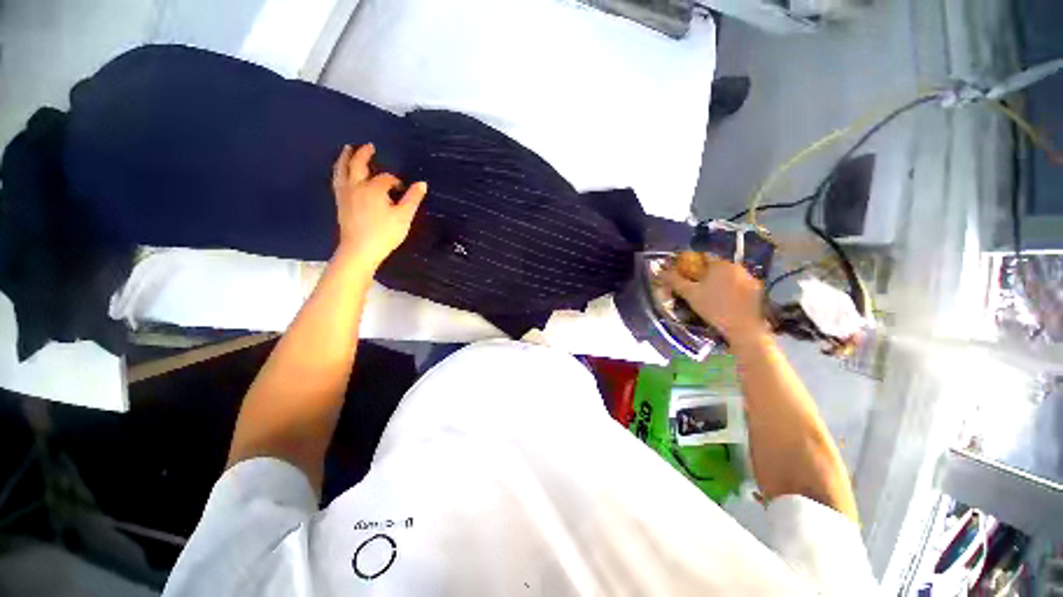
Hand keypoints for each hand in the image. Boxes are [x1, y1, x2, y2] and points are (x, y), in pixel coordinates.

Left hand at [331, 144, 425, 268]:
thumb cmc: (384, 234)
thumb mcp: (404, 217)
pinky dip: (339, 172)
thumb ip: (412, 199)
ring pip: (342, 170)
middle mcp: (356, 186)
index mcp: (374, 189)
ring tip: (347, 149)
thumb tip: (422, 184)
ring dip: (345, 158)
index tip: (403, 189)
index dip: (396, 181)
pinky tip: (341, 173)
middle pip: (357, 165)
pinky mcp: (340, 203)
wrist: (359, 250)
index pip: (386, 178)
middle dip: (363, 154)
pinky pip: (337, 181)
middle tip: (369, 146)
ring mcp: (345, 194)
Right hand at [662, 255, 769, 344]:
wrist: (743, 327)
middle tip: (695, 285)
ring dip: (718, 280)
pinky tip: (725, 300)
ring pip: (728, 274)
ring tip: (710, 294)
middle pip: (716, 266)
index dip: (692, 263)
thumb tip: (660, 272)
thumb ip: (675, 280)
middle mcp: (736, 266)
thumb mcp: (690, 294)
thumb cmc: (714, 308)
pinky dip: (731, 288)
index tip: (685, 273)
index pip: (703, 256)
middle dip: (705, 273)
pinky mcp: (757, 289)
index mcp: (720, 264)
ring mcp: (749, 277)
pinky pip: (739, 283)